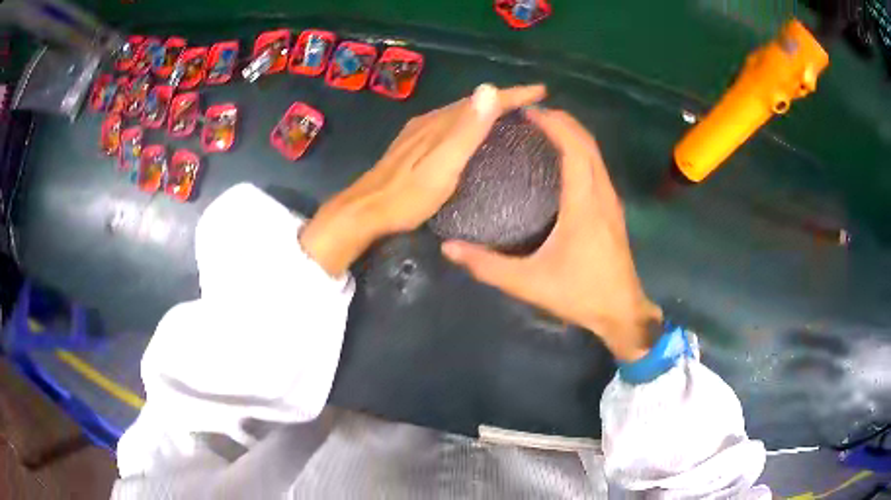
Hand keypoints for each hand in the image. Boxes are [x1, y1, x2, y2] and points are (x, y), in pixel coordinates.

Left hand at [300, 83, 546, 276]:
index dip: (513, 94)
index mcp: (441, 123)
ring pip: (460, 113)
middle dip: (503, 99)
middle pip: (472, 103)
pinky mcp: (413, 145)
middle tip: (531, 103)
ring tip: (510, 115)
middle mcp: (430, 121)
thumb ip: (466, 131)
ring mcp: (419, 133)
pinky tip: (472, 134)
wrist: (364, 211)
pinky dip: (468, 123)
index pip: (483, 101)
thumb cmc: (407, 196)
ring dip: (486, 110)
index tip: (541, 90)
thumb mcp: (442, 166)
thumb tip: (489, 90)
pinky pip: (449, 125)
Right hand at [441, 108, 661, 361]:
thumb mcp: (528, 283)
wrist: (621, 311)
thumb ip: (487, 266)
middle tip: (530, 114)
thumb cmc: (579, 294)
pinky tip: (563, 158)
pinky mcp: (613, 209)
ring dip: (572, 134)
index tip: (527, 111)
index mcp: (584, 204)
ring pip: (595, 153)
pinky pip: (597, 167)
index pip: (573, 149)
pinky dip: (581, 151)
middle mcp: (602, 194)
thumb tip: (448, 248)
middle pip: (587, 143)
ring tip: (544, 128)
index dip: (553, 125)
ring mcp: (611, 201)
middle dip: (562, 121)